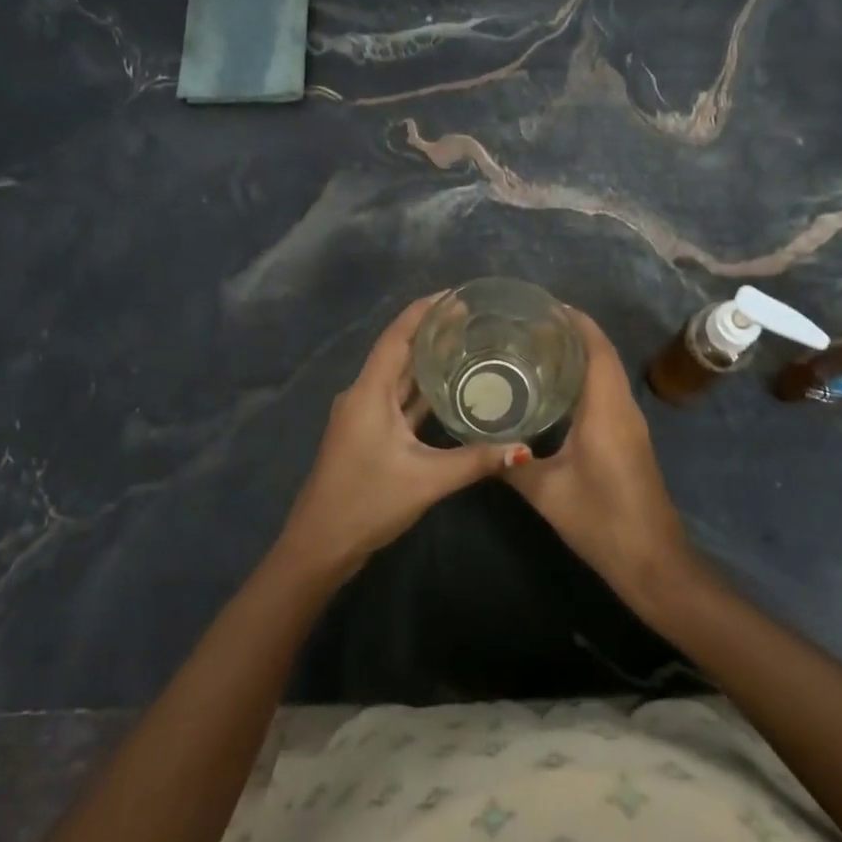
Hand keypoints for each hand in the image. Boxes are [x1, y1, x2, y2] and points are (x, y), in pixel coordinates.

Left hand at [276, 295, 529, 578]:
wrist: (320, 545)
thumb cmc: (367, 502)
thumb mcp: (426, 480)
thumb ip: (475, 461)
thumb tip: (522, 448)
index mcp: (369, 393)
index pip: (397, 337)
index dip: (423, 311)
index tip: (455, 295)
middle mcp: (363, 395)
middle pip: (399, 352)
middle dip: (431, 332)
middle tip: (473, 317)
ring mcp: (364, 415)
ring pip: (399, 377)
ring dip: (427, 360)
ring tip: (466, 343)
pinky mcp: (369, 433)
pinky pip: (398, 400)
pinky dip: (422, 389)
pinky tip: (449, 387)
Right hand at [504, 309, 692, 602]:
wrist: (652, 560)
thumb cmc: (601, 519)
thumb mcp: (548, 492)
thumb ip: (512, 465)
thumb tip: (480, 442)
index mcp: (606, 409)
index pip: (596, 348)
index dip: (575, 321)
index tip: (544, 306)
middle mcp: (622, 407)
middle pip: (601, 354)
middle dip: (571, 333)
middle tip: (527, 326)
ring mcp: (630, 423)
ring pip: (606, 373)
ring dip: (579, 355)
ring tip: (535, 349)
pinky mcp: (629, 438)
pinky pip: (607, 393)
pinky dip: (585, 379)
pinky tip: (554, 390)